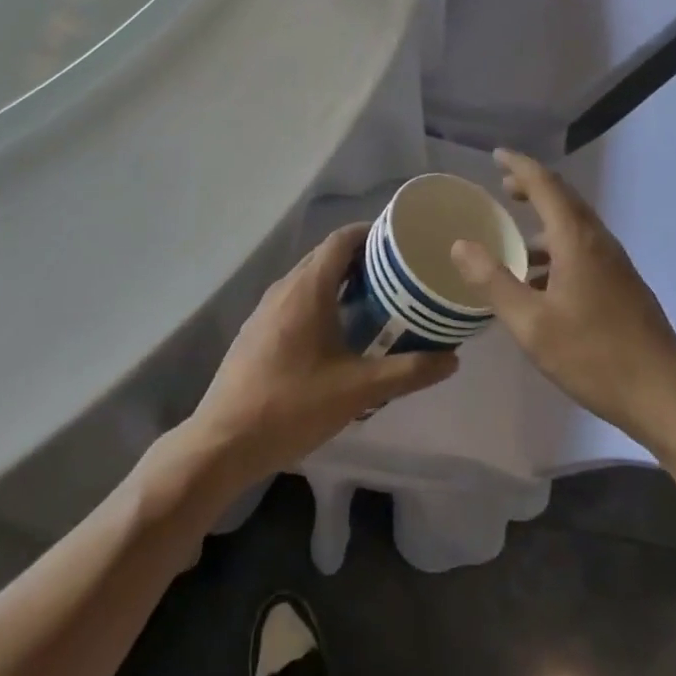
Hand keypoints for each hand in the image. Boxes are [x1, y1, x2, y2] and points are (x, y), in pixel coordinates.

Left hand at [187, 224, 456, 484]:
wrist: (222, 442)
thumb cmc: (292, 406)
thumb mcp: (358, 391)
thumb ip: (408, 372)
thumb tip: (452, 359)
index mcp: (309, 288)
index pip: (342, 238)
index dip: (370, 232)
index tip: (399, 241)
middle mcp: (285, 287)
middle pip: (326, 255)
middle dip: (360, 257)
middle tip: (396, 273)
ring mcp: (265, 308)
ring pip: (308, 278)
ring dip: (339, 280)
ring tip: (372, 300)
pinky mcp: (255, 331)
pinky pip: (294, 299)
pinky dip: (319, 299)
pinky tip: (335, 333)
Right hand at [451, 149, 675, 444]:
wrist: (666, 396)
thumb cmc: (594, 356)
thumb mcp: (532, 325)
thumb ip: (494, 282)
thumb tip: (460, 245)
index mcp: (576, 239)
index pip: (545, 184)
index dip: (519, 165)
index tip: (496, 156)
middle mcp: (598, 241)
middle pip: (563, 199)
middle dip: (532, 188)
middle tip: (503, 188)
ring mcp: (615, 263)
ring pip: (575, 226)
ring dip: (545, 221)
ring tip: (516, 241)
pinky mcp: (623, 285)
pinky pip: (584, 249)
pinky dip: (558, 248)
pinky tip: (543, 283)